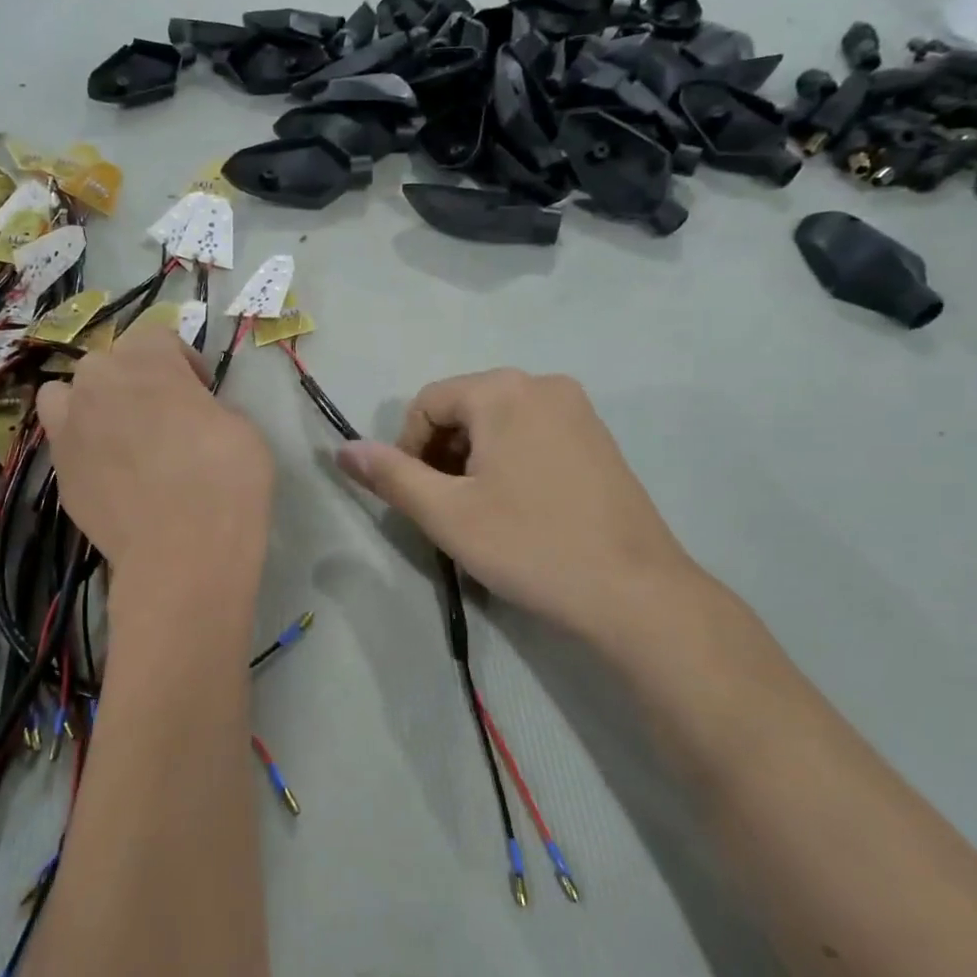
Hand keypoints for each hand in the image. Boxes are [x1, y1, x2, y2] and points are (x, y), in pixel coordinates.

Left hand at [37, 324, 272, 582]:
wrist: (182, 553)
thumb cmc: (225, 480)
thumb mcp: (242, 428)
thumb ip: (207, 406)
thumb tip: (189, 415)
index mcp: (147, 361)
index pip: (157, 337)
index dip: (182, 361)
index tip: (201, 391)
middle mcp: (99, 382)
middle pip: (109, 363)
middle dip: (135, 380)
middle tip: (164, 415)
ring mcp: (70, 427)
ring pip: (68, 394)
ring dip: (92, 403)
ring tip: (119, 435)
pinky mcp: (59, 470)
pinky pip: (64, 441)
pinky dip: (82, 445)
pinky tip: (110, 473)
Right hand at [336, 370, 703, 645]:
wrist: (635, 593)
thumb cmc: (531, 547)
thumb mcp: (447, 514)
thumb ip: (391, 476)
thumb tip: (342, 450)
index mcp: (503, 390)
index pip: (427, 402)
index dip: (407, 449)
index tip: (417, 498)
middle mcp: (543, 384)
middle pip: (464, 408)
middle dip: (441, 453)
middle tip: (446, 508)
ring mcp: (578, 409)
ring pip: (498, 422)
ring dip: (473, 459)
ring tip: (481, 511)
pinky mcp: (598, 437)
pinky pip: (533, 433)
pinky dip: (509, 460)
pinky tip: (519, 507)